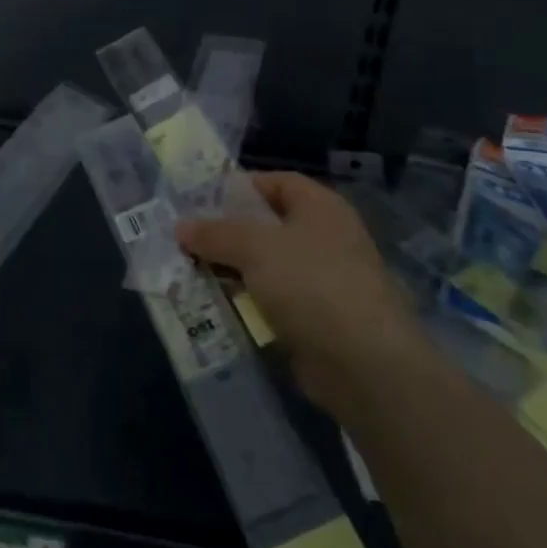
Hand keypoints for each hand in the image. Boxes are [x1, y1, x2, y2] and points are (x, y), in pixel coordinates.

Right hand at [177, 172, 416, 412]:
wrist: (365, 364)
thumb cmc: (311, 284)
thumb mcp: (254, 248)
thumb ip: (216, 234)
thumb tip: (181, 226)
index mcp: (320, 207)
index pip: (277, 182)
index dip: (240, 186)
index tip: (200, 200)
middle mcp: (326, 238)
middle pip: (268, 226)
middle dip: (228, 233)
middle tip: (186, 240)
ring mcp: (324, 281)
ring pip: (267, 267)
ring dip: (232, 271)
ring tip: (189, 273)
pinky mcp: (317, 320)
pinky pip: (273, 301)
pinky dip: (247, 303)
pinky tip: (216, 307)